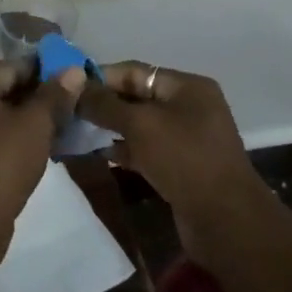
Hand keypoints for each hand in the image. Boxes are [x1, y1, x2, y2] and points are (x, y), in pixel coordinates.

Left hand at [0, 62, 86, 265]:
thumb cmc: (1, 162)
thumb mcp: (36, 124)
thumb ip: (55, 94)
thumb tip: (74, 69)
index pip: (13, 66)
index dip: (46, 73)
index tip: (73, 83)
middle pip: (1, 92)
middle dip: (35, 99)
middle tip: (70, 109)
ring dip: (22, 124)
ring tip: (57, 132)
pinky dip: (7, 143)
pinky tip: (32, 155)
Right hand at [77, 62, 267, 267]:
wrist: (225, 220)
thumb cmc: (184, 159)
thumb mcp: (140, 125)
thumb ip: (105, 104)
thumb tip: (75, 88)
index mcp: (187, 86)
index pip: (135, 71)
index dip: (100, 76)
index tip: (67, 86)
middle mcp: (189, 107)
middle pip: (137, 97)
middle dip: (103, 103)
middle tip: (67, 111)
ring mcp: (187, 138)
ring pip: (140, 125)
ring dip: (110, 128)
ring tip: (76, 132)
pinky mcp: (181, 166)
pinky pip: (146, 149)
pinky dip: (124, 150)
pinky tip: (99, 155)